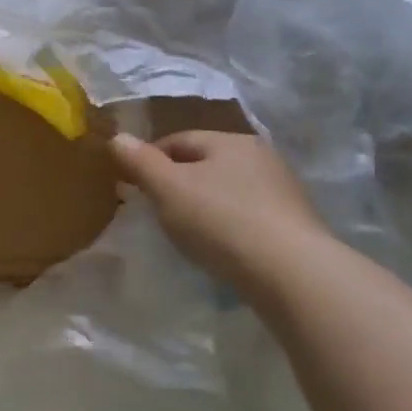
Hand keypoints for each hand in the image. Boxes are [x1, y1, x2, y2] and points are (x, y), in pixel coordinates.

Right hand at [109, 130, 330, 289]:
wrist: (292, 273)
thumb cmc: (220, 220)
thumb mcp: (167, 188)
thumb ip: (140, 161)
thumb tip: (117, 137)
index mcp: (230, 140)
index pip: (178, 140)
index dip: (149, 159)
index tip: (131, 185)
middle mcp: (261, 157)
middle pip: (205, 163)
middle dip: (177, 182)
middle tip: (155, 209)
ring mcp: (283, 191)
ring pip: (227, 190)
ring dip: (204, 204)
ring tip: (186, 232)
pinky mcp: (294, 225)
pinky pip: (247, 216)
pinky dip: (227, 225)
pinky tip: (219, 247)